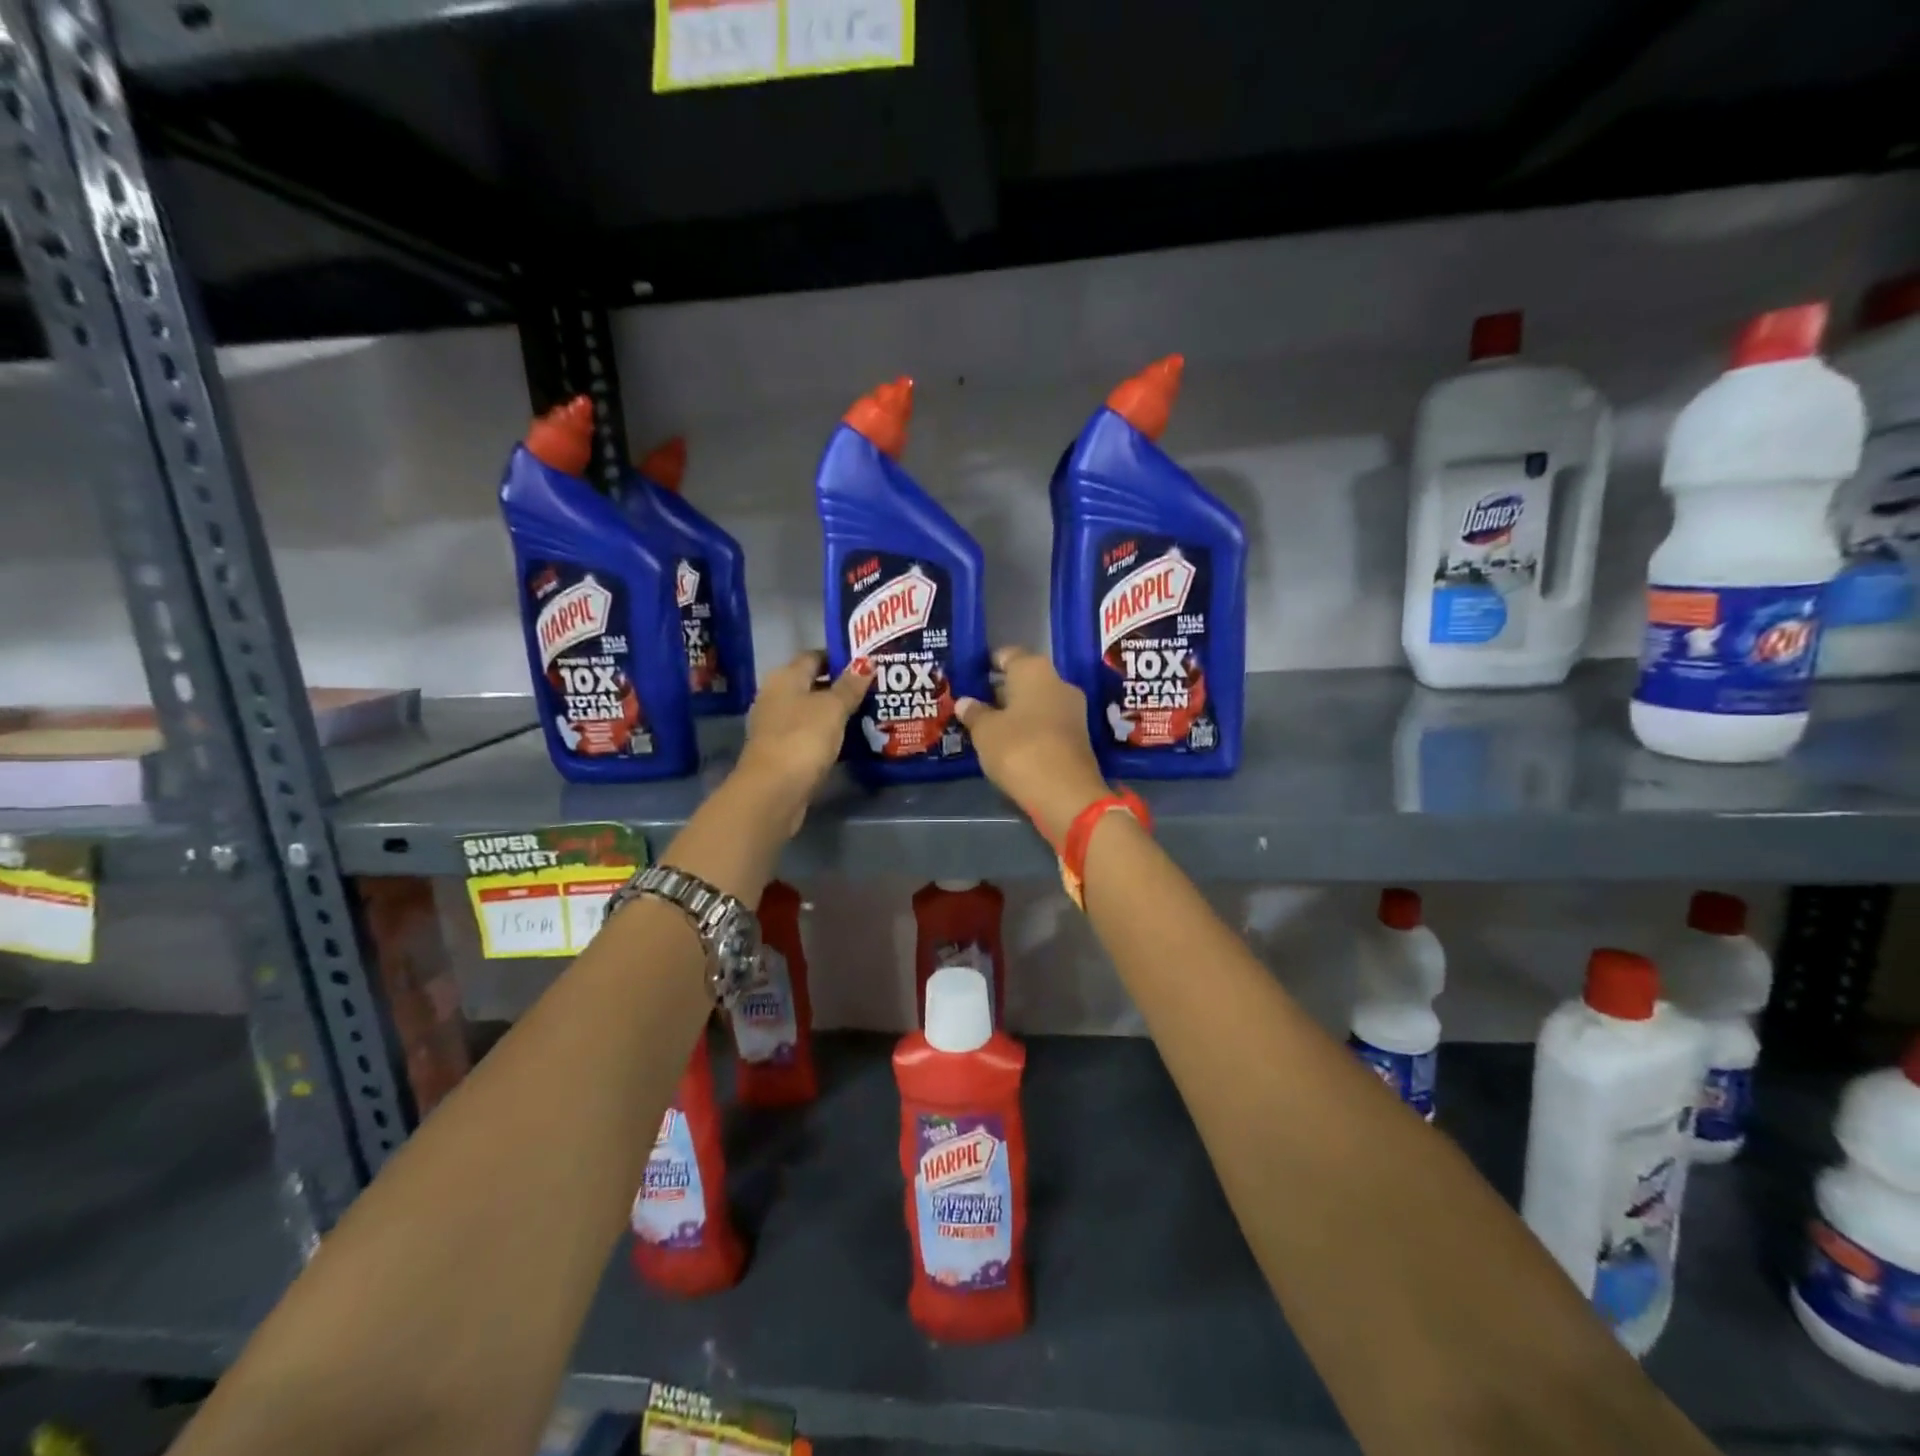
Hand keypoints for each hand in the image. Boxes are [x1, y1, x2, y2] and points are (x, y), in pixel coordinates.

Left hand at [734, 650, 872, 829]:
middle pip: (812, 684)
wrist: (773, 790)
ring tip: (870, 712)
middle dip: (842, 686)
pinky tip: (851, 739)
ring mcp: (776, 726)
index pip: (814, 656)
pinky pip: (810, 735)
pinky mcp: (782, 752)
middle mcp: (776, 697)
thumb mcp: (832, 708)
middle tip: (875, 688)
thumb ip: (850, 686)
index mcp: (784, 677)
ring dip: (836, 713)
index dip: (840, 657)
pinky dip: (828, 734)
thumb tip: (866, 662)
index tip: (868, 663)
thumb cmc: (803, 738)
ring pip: (812, 712)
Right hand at [956, 647, 1110, 845]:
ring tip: (987, 725)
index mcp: (1034, 669)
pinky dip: (1029, 728)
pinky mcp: (1077, 736)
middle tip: (974, 704)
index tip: (971, 676)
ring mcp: (1072, 709)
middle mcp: (1058, 681)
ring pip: (1036, 702)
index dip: (988, 664)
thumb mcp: (985, 732)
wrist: (1065, 792)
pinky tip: (1010, 743)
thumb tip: (965, 702)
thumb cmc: (1019, 749)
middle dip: (1001, 690)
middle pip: (1024, 679)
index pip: (1008, 655)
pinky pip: (1046, 723)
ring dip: (1015, 711)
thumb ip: (974, 713)